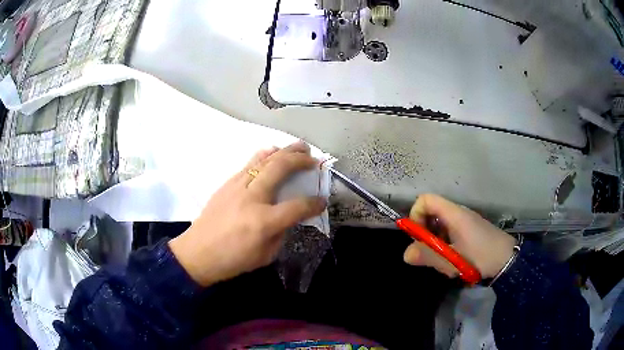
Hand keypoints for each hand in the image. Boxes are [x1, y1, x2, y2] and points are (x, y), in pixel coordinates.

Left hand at [169, 142, 326, 286]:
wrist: (198, 252)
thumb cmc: (233, 260)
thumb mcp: (266, 254)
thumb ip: (281, 232)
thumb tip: (290, 215)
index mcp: (264, 221)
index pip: (298, 206)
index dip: (314, 203)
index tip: (322, 201)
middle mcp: (252, 198)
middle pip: (281, 168)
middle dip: (301, 160)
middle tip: (313, 158)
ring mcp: (238, 186)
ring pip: (264, 159)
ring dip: (284, 151)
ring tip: (298, 147)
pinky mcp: (227, 183)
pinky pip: (249, 163)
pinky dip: (265, 155)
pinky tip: (272, 153)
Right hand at [403, 194, 516, 278]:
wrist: (508, 259)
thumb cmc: (481, 256)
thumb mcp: (452, 259)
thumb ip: (428, 256)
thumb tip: (406, 254)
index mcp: (453, 214)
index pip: (425, 200)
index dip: (415, 215)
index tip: (417, 237)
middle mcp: (457, 213)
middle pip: (431, 215)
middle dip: (425, 236)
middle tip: (430, 255)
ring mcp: (464, 223)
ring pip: (439, 228)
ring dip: (436, 245)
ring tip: (445, 263)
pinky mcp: (469, 232)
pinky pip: (449, 235)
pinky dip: (445, 248)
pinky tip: (454, 263)